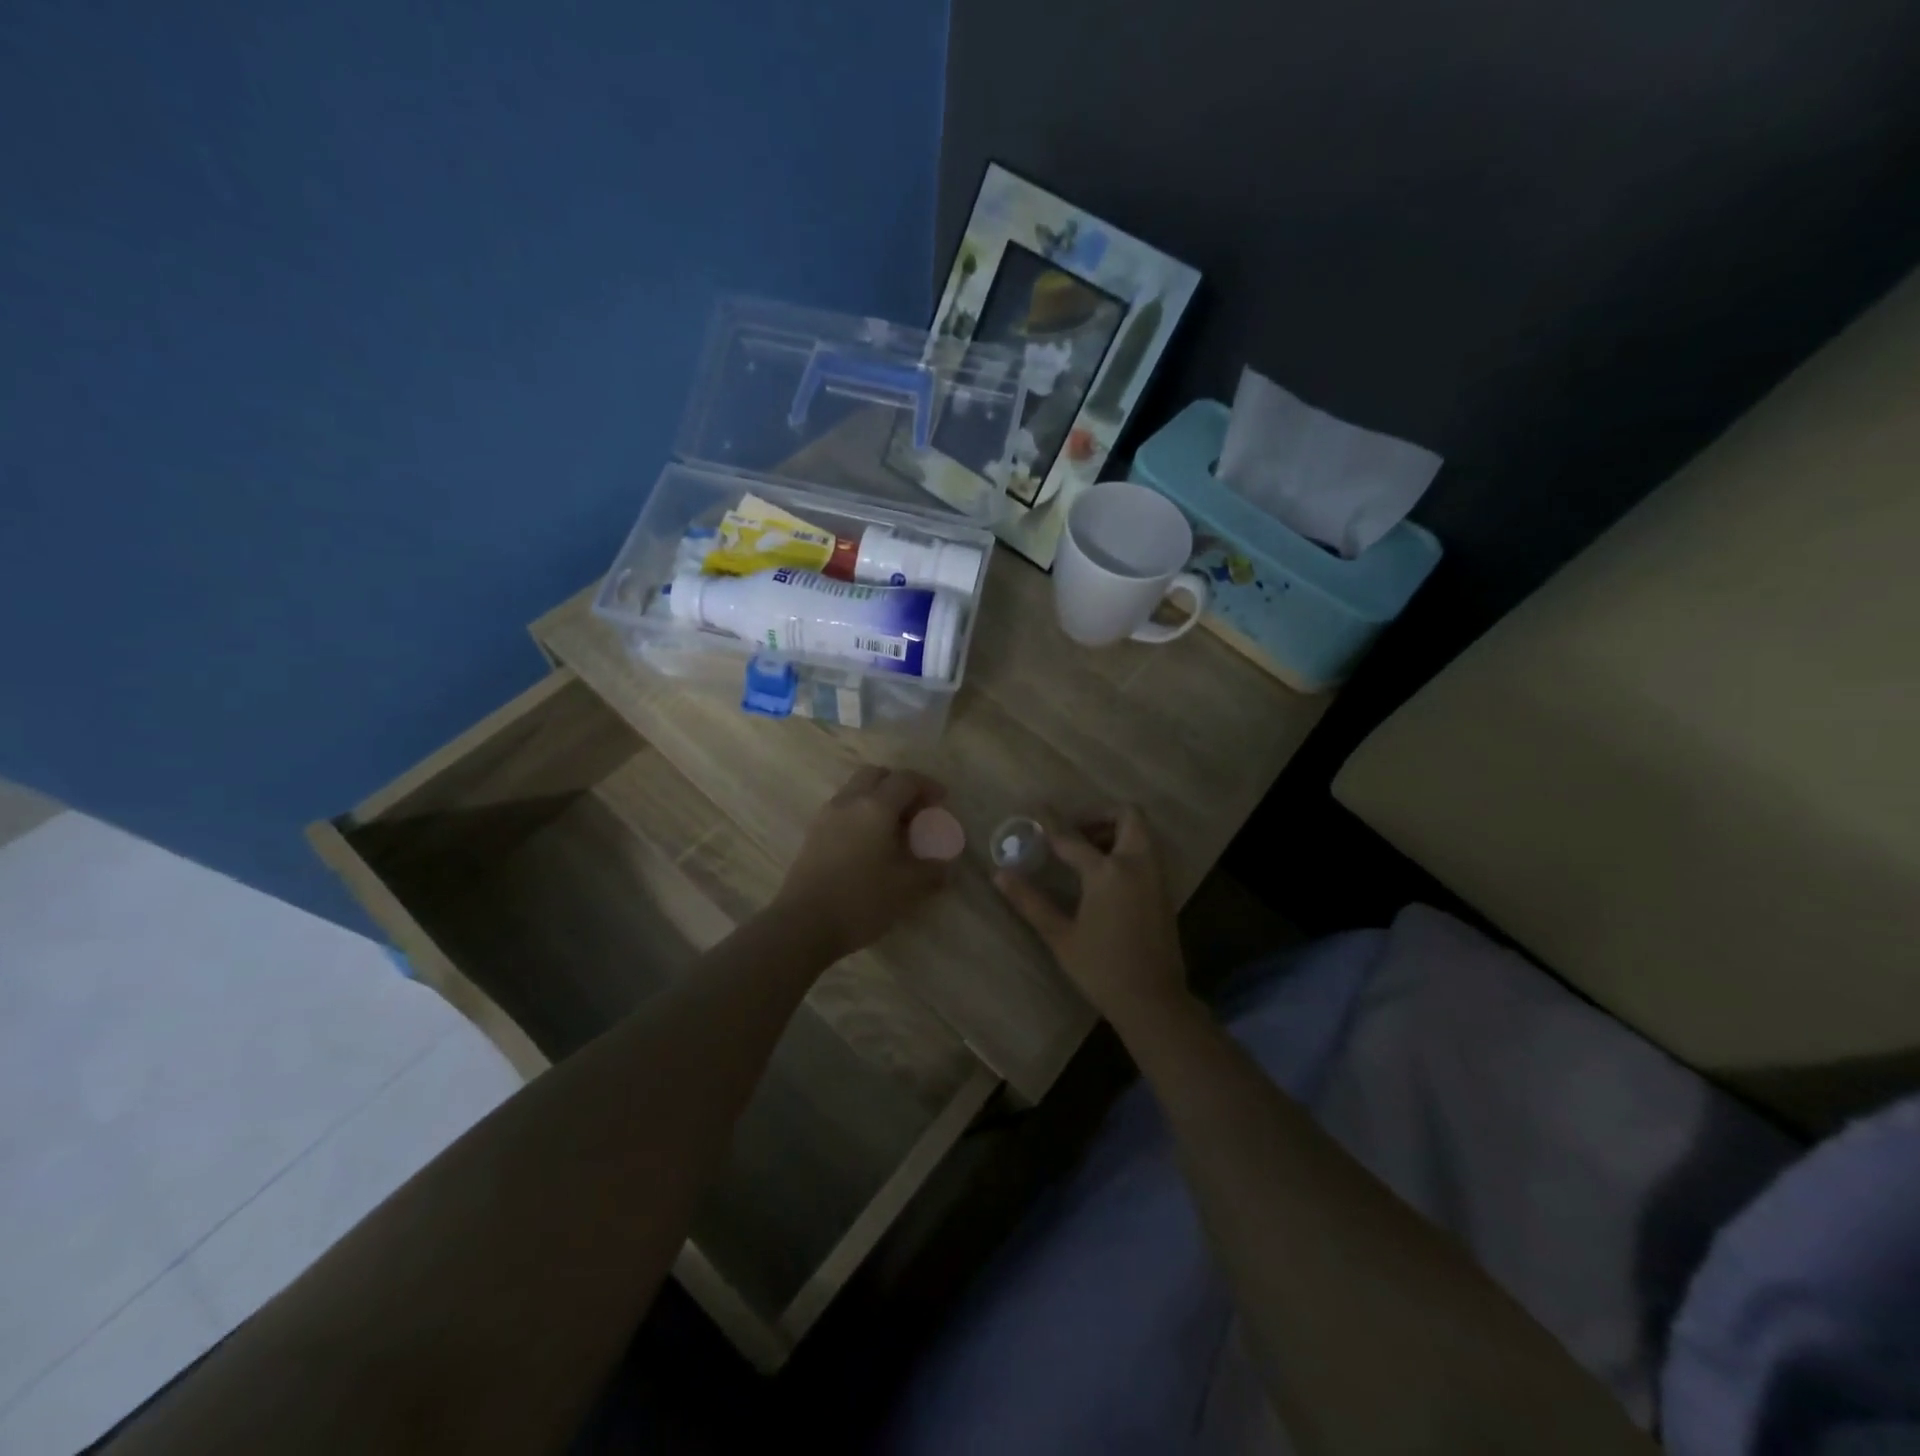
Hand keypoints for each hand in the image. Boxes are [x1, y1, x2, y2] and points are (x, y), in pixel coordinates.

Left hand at [772, 767, 952, 959]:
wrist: (803, 924)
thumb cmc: (861, 900)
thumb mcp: (907, 887)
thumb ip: (932, 870)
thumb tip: (945, 863)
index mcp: (875, 807)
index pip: (905, 780)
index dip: (927, 785)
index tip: (941, 800)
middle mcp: (849, 802)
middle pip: (875, 775)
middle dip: (898, 785)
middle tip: (914, 810)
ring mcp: (826, 817)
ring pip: (855, 791)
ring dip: (877, 799)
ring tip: (893, 830)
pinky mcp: (813, 835)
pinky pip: (842, 810)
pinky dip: (860, 815)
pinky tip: (869, 845)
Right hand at [994, 806, 1189, 1032]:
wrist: (1153, 1000)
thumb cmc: (1101, 969)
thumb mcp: (1060, 935)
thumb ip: (1030, 901)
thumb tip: (999, 875)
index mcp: (1108, 872)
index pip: (1072, 837)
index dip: (1050, 824)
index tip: (1037, 811)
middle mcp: (1137, 864)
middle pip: (1127, 816)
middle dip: (1099, 815)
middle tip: (1074, 831)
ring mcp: (1155, 876)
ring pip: (1141, 832)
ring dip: (1115, 830)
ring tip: (1085, 851)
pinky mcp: (1164, 890)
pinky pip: (1147, 853)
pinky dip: (1127, 848)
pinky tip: (1103, 875)